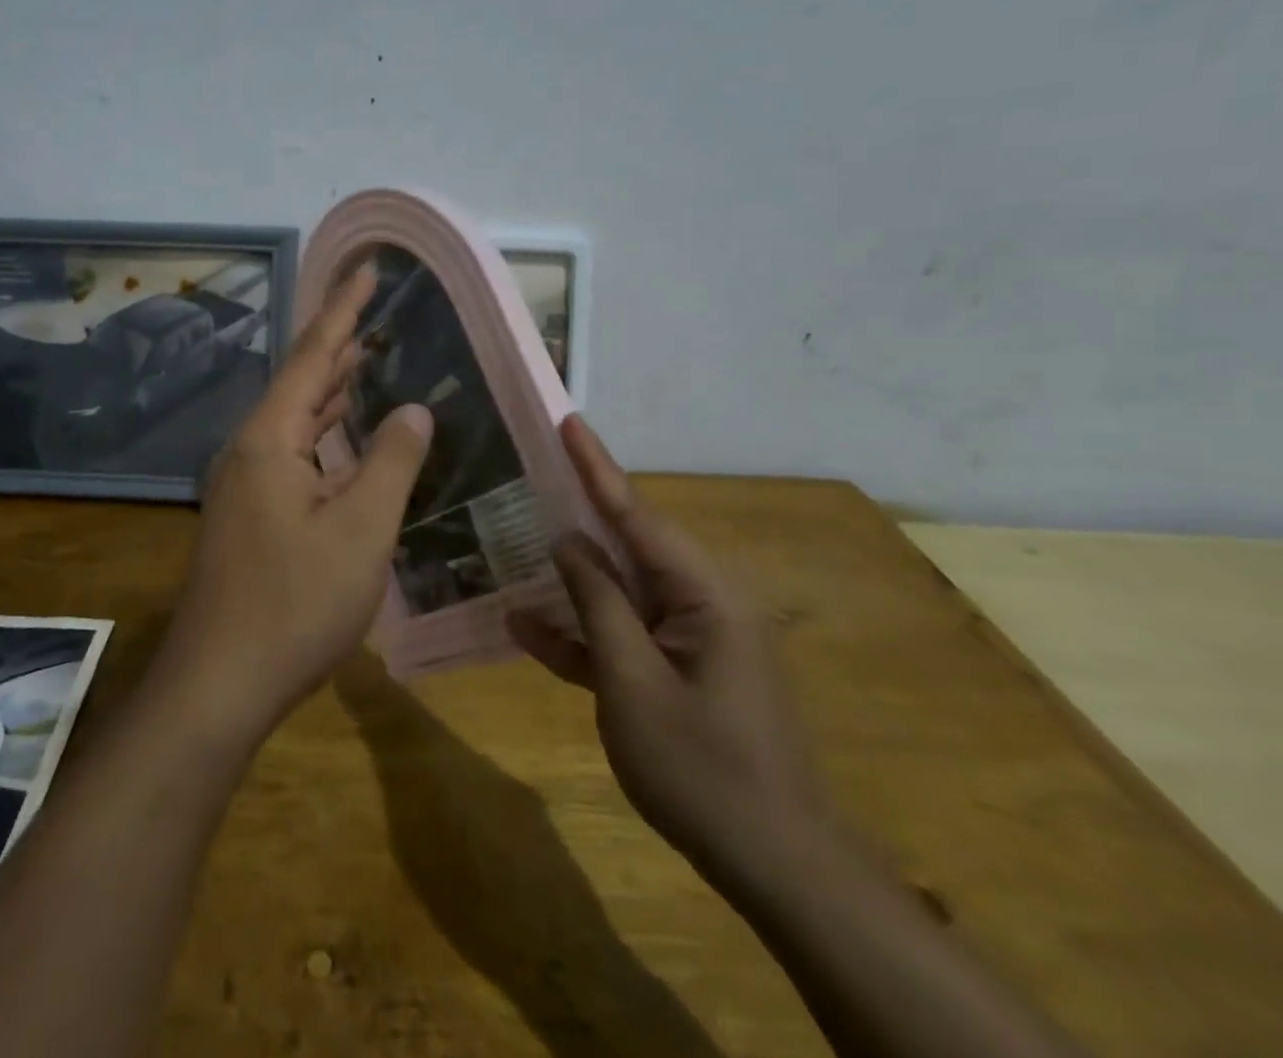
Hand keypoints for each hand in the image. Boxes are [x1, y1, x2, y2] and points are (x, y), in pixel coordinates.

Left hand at [154, 264, 432, 748]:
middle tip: (377, 308)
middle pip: (301, 380)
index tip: (368, 267)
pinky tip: (348, 435)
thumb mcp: (361, 530)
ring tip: (370, 357)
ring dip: (333, 388)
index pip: (313, 354)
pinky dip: (326, 433)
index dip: (345, 309)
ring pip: (297, 419)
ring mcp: (246, 483)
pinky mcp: (251, 514)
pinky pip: (295, 453)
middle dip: (340, 342)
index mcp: (270, 438)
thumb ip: (392, 461)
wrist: (219, 682)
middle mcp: (250, 449)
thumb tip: (415, 407)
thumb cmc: (294, 604)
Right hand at [509, 416, 825, 886]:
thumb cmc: (703, 768)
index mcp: (705, 593)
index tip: (567, 421)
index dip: (596, 466)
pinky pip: (622, 637)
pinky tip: (525, 626)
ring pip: (618, 591)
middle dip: (576, 512)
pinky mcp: (677, 672)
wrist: (776, 869)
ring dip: (569, 579)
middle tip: (528, 475)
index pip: (637, 514)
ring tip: (513, 542)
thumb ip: (598, 603)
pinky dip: (581, 633)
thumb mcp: (632, 681)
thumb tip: (568, 541)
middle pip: (627, 545)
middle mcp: (701, 602)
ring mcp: (690, 639)